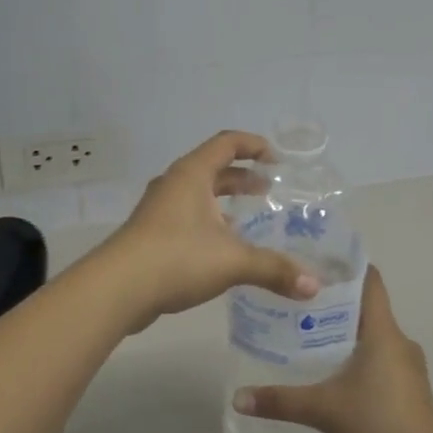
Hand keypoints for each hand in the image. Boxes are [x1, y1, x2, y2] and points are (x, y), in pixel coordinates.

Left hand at [102, 130, 320, 329]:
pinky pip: (186, 217)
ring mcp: (158, 210)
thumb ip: (274, 269)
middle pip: (213, 168)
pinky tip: (222, 249)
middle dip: (242, 177)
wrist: (117, 289)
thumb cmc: (177, 257)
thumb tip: (314, 286)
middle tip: (268, 191)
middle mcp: (174, 184)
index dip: (254, 145)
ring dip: (223, 202)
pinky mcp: (150, 235)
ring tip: (249, 220)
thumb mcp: (233, 261)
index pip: (227, 143)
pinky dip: (208, 223)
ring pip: (198, 195)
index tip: (277, 159)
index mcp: (192, 174)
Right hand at [232, 266, 432, 432]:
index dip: (347, 267)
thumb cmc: (378, 421)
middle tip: (300, 304)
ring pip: (375, 336)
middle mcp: (399, 340)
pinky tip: (337, 375)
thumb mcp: (323, 409)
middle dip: (336, 304)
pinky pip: (382, 359)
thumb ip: (281, 401)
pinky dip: (361, 358)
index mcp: (383, 331)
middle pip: (368, 308)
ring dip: (348, 334)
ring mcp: (409, 366)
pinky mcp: (411, 389)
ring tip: (312, 337)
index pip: (370, 281)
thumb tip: (238, 398)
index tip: (319, 262)